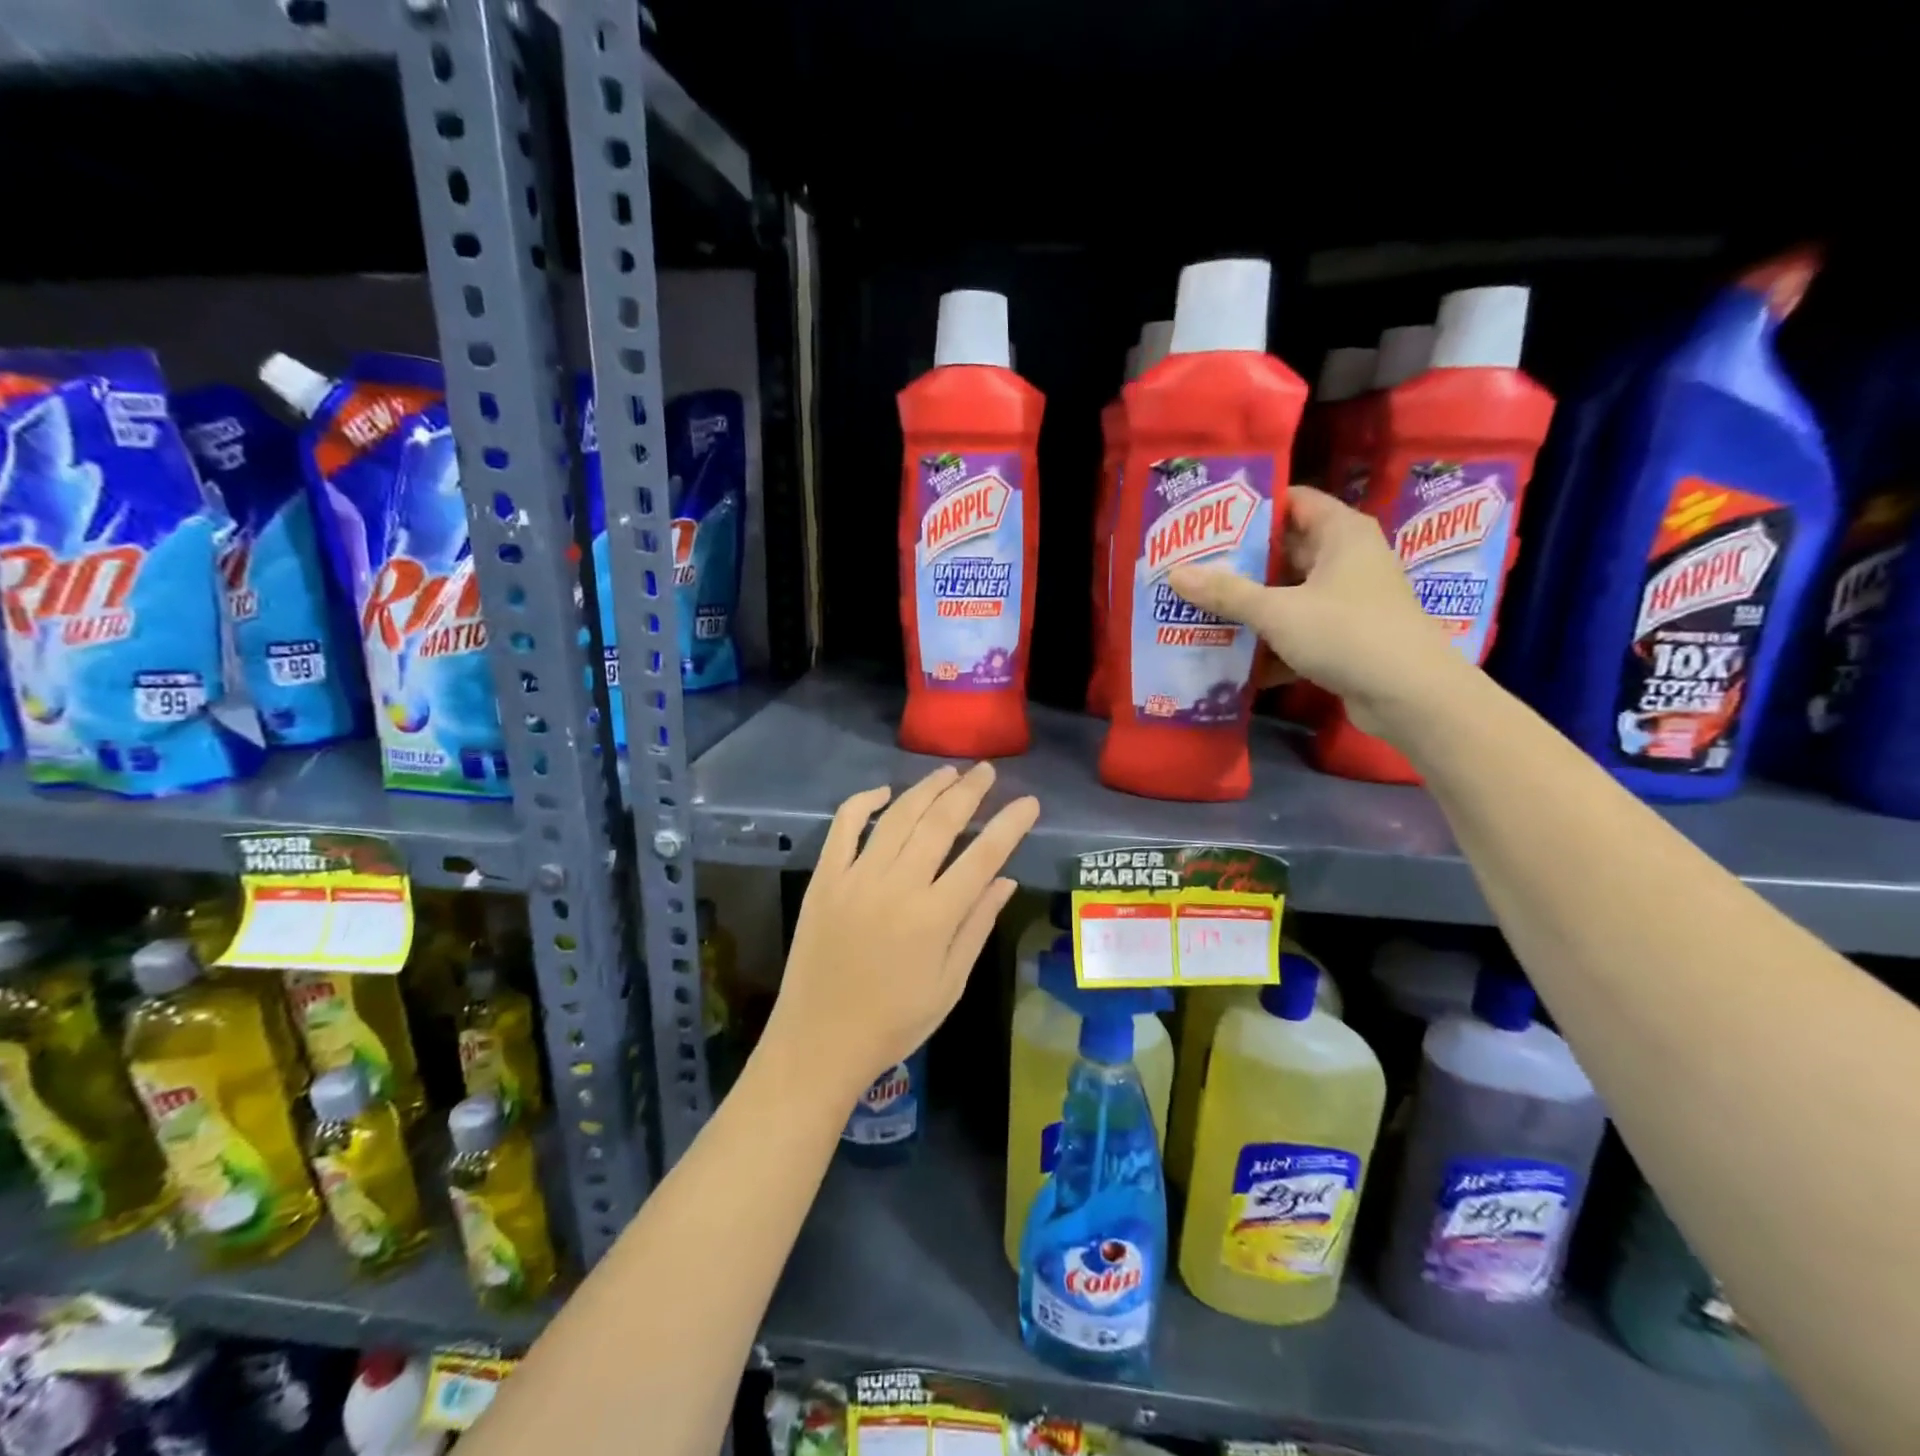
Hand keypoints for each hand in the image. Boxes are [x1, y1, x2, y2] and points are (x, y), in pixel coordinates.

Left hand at [768, 763, 1039, 1104]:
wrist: (819, 1042)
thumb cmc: (894, 1023)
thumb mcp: (950, 984)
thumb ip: (977, 926)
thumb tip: (1006, 880)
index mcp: (934, 917)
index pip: (984, 856)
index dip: (1010, 824)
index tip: (1029, 801)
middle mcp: (897, 886)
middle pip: (940, 823)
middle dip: (969, 791)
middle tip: (986, 770)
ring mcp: (856, 878)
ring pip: (897, 817)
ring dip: (926, 789)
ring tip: (948, 772)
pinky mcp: (824, 879)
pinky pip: (843, 827)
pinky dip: (863, 802)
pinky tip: (884, 792)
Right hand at [1169, 486, 1466, 740]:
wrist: (1409, 695)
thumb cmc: (1346, 633)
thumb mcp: (1277, 610)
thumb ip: (1225, 592)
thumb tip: (1174, 573)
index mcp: (1341, 533)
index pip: (1293, 502)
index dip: (1251, 508)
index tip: (1207, 520)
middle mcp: (1347, 559)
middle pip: (1285, 551)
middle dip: (1239, 563)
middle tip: (1192, 568)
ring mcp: (1348, 600)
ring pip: (1289, 594)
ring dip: (1250, 606)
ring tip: (1200, 610)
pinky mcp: (1345, 637)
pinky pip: (1298, 630)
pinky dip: (1270, 642)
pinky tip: (1233, 658)